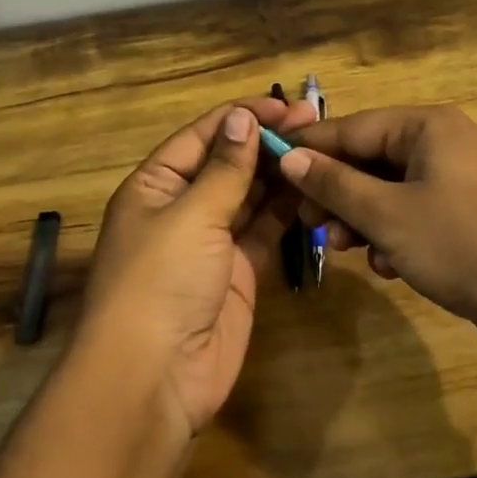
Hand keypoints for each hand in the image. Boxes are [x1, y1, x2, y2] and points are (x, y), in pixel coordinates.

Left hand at [80, 96, 317, 433]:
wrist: (155, 374)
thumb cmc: (161, 281)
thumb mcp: (191, 215)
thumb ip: (224, 169)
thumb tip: (242, 119)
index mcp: (155, 186)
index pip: (201, 137)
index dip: (241, 117)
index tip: (284, 103)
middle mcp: (181, 208)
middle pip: (227, 164)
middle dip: (266, 143)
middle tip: (315, 122)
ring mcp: (211, 243)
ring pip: (249, 197)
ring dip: (279, 174)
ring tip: (321, 149)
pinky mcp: (238, 273)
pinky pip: (264, 231)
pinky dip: (286, 212)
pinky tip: (313, 188)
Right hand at [280, 105, 476, 380]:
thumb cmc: (465, 244)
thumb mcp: (388, 215)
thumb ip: (335, 185)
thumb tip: (290, 157)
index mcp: (426, 128)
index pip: (350, 127)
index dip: (308, 151)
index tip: (268, 173)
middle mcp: (442, 146)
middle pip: (369, 160)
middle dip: (336, 194)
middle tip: (308, 225)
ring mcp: (458, 184)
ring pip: (388, 193)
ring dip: (362, 220)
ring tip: (346, 249)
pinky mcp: (467, 220)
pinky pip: (414, 217)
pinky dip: (394, 237)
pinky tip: (389, 266)